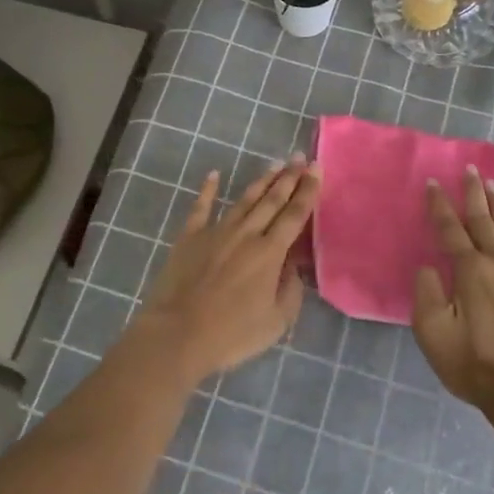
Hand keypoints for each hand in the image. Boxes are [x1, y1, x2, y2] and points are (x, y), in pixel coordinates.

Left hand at [137, 156, 320, 381]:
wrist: (177, 335)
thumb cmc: (231, 334)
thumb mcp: (276, 322)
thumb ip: (290, 290)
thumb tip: (294, 267)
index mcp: (270, 253)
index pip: (294, 215)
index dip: (308, 190)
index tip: (316, 168)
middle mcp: (246, 234)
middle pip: (272, 200)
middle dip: (289, 177)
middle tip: (300, 157)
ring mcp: (216, 232)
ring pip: (244, 200)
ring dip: (261, 181)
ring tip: (274, 164)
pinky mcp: (189, 238)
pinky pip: (201, 208)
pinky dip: (207, 190)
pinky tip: (213, 175)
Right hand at [412, 166, 493, 418]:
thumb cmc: (474, 364)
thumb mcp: (433, 333)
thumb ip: (427, 294)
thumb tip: (429, 268)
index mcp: (469, 270)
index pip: (450, 229)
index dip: (439, 205)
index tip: (433, 182)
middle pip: (482, 221)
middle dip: (473, 194)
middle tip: (470, 169)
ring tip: (493, 185)